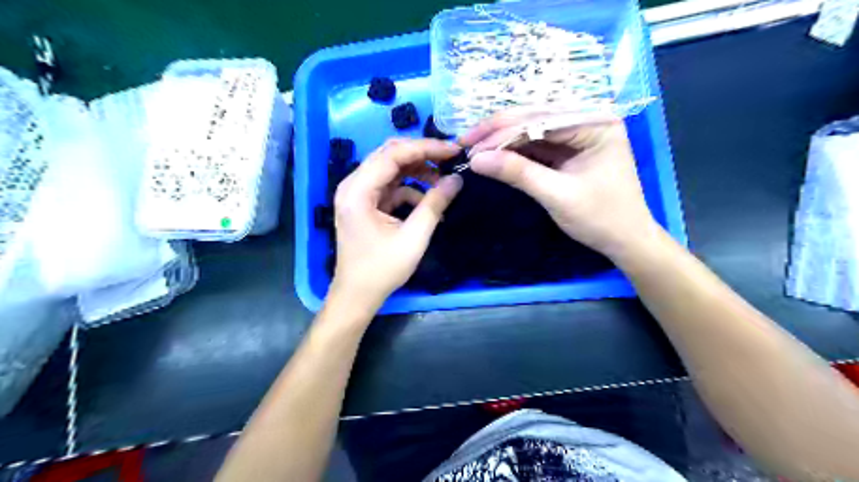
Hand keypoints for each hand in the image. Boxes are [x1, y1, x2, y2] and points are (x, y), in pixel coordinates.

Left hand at [330, 138, 463, 312]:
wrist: (357, 295)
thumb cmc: (381, 270)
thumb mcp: (414, 238)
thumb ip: (435, 205)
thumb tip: (457, 180)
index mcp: (358, 191)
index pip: (393, 154)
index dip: (425, 148)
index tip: (453, 151)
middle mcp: (353, 185)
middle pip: (389, 155)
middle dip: (422, 155)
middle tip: (450, 160)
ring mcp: (358, 194)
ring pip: (391, 169)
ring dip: (417, 171)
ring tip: (443, 181)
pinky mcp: (365, 203)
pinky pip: (390, 186)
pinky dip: (410, 189)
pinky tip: (428, 201)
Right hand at [463, 110, 659, 261]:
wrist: (624, 241)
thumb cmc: (601, 218)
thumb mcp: (557, 195)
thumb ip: (518, 173)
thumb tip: (476, 160)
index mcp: (595, 122)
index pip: (540, 118)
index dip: (501, 131)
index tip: (469, 145)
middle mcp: (587, 120)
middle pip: (534, 118)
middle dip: (498, 132)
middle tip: (465, 143)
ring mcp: (577, 135)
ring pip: (531, 130)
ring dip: (502, 141)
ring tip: (474, 150)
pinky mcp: (568, 151)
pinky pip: (536, 146)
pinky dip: (514, 152)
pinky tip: (493, 156)